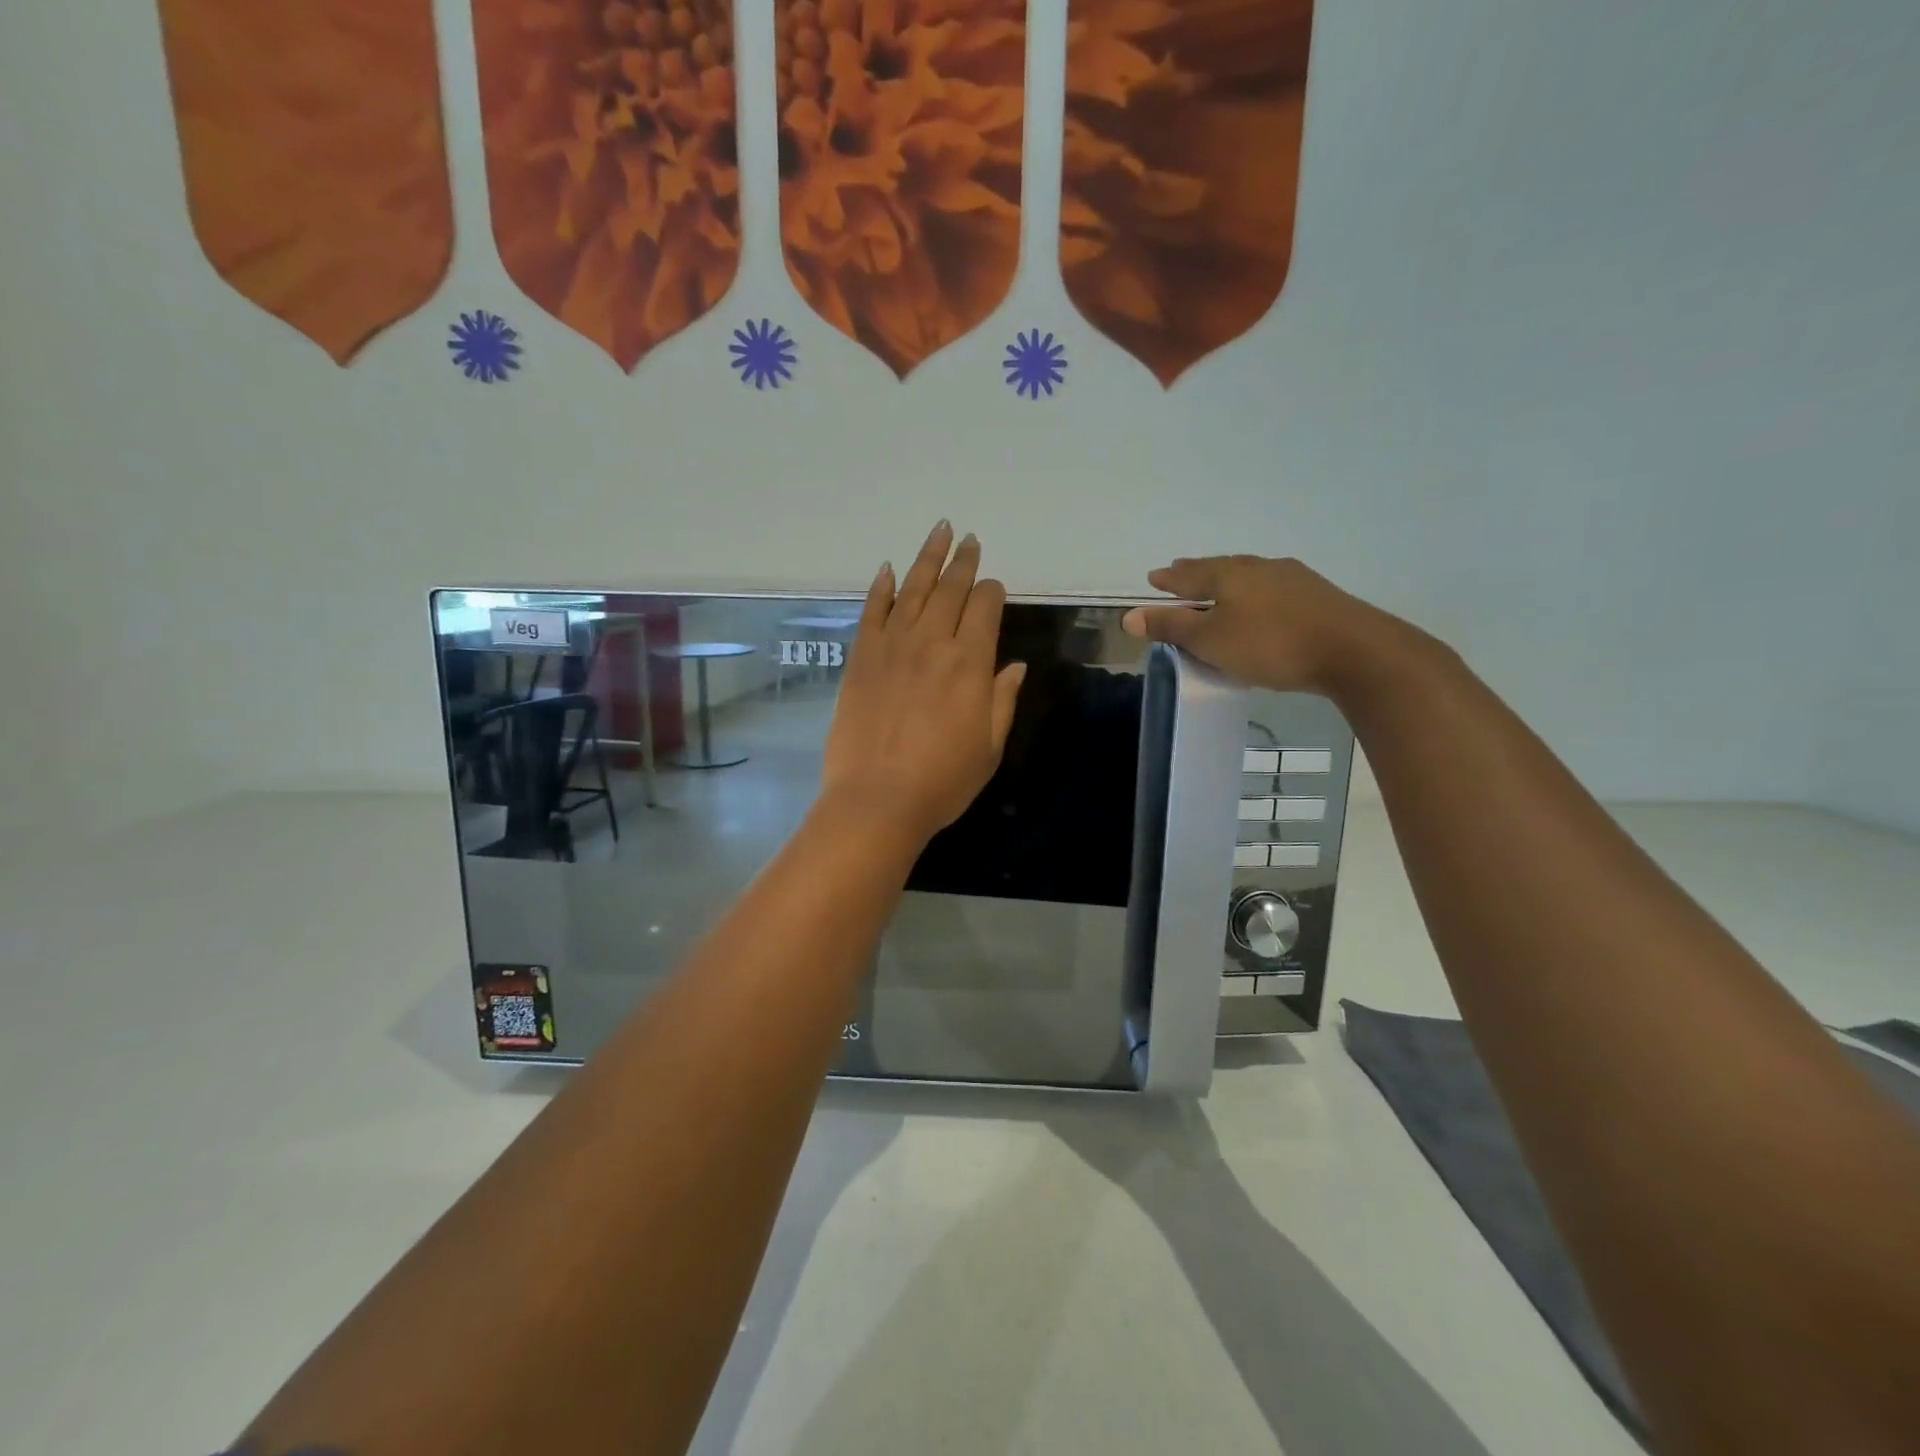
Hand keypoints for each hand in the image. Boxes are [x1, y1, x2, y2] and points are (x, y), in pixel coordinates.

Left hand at [821, 523, 1026, 845]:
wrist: (877, 799)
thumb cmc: (942, 781)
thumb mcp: (989, 747)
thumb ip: (1002, 700)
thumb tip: (1016, 666)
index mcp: (970, 663)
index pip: (985, 608)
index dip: (992, 592)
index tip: (993, 587)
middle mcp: (932, 643)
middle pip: (951, 590)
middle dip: (963, 562)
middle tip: (968, 538)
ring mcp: (892, 647)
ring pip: (913, 590)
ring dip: (927, 559)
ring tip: (939, 531)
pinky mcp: (861, 658)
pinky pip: (872, 612)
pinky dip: (881, 588)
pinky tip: (887, 570)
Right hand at [1120, 555, 1411, 694]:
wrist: (1352, 651)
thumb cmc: (1270, 644)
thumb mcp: (1210, 640)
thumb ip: (1171, 626)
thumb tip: (1127, 615)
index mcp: (1229, 574)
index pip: (1189, 574)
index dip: (1169, 580)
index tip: (1153, 578)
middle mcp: (1259, 568)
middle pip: (1220, 568)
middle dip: (1197, 572)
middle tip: (1180, 572)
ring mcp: (1292, 579)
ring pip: (1249, 576)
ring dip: (1228, 582)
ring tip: (1217, 587)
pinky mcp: (1317, 597)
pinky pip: (1272, 589)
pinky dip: (1254, 594)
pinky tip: (1261, 603)